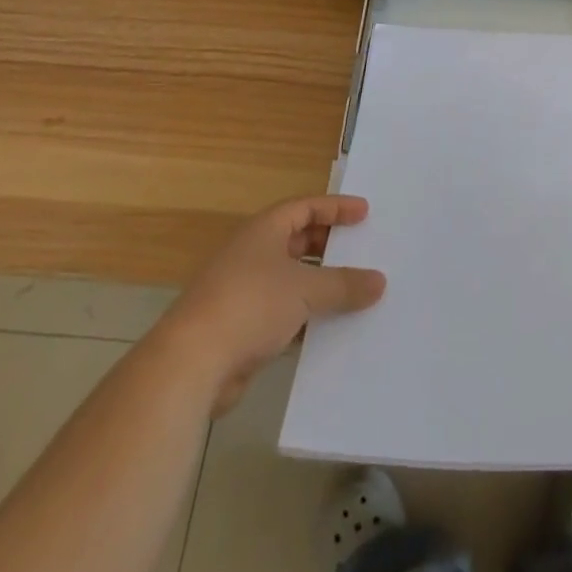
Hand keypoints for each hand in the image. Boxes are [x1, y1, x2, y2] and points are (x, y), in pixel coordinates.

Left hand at [163, 194, 386, 415]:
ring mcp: (244, 292)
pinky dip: (306, 318)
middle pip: (298, 242)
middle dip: (329, 247)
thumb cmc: (250, 304)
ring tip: (355, 292)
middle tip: (362, 251)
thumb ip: (344, 284)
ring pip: (291, 281)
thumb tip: (380, 281)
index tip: (365, 213)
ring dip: (320, 286)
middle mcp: (252, 254)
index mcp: (264, 230)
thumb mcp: (305, 289)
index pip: (305, 207)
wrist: (191, 363)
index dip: (336, 207)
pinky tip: (330, 331)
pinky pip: (283, 315)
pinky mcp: (241, 329)